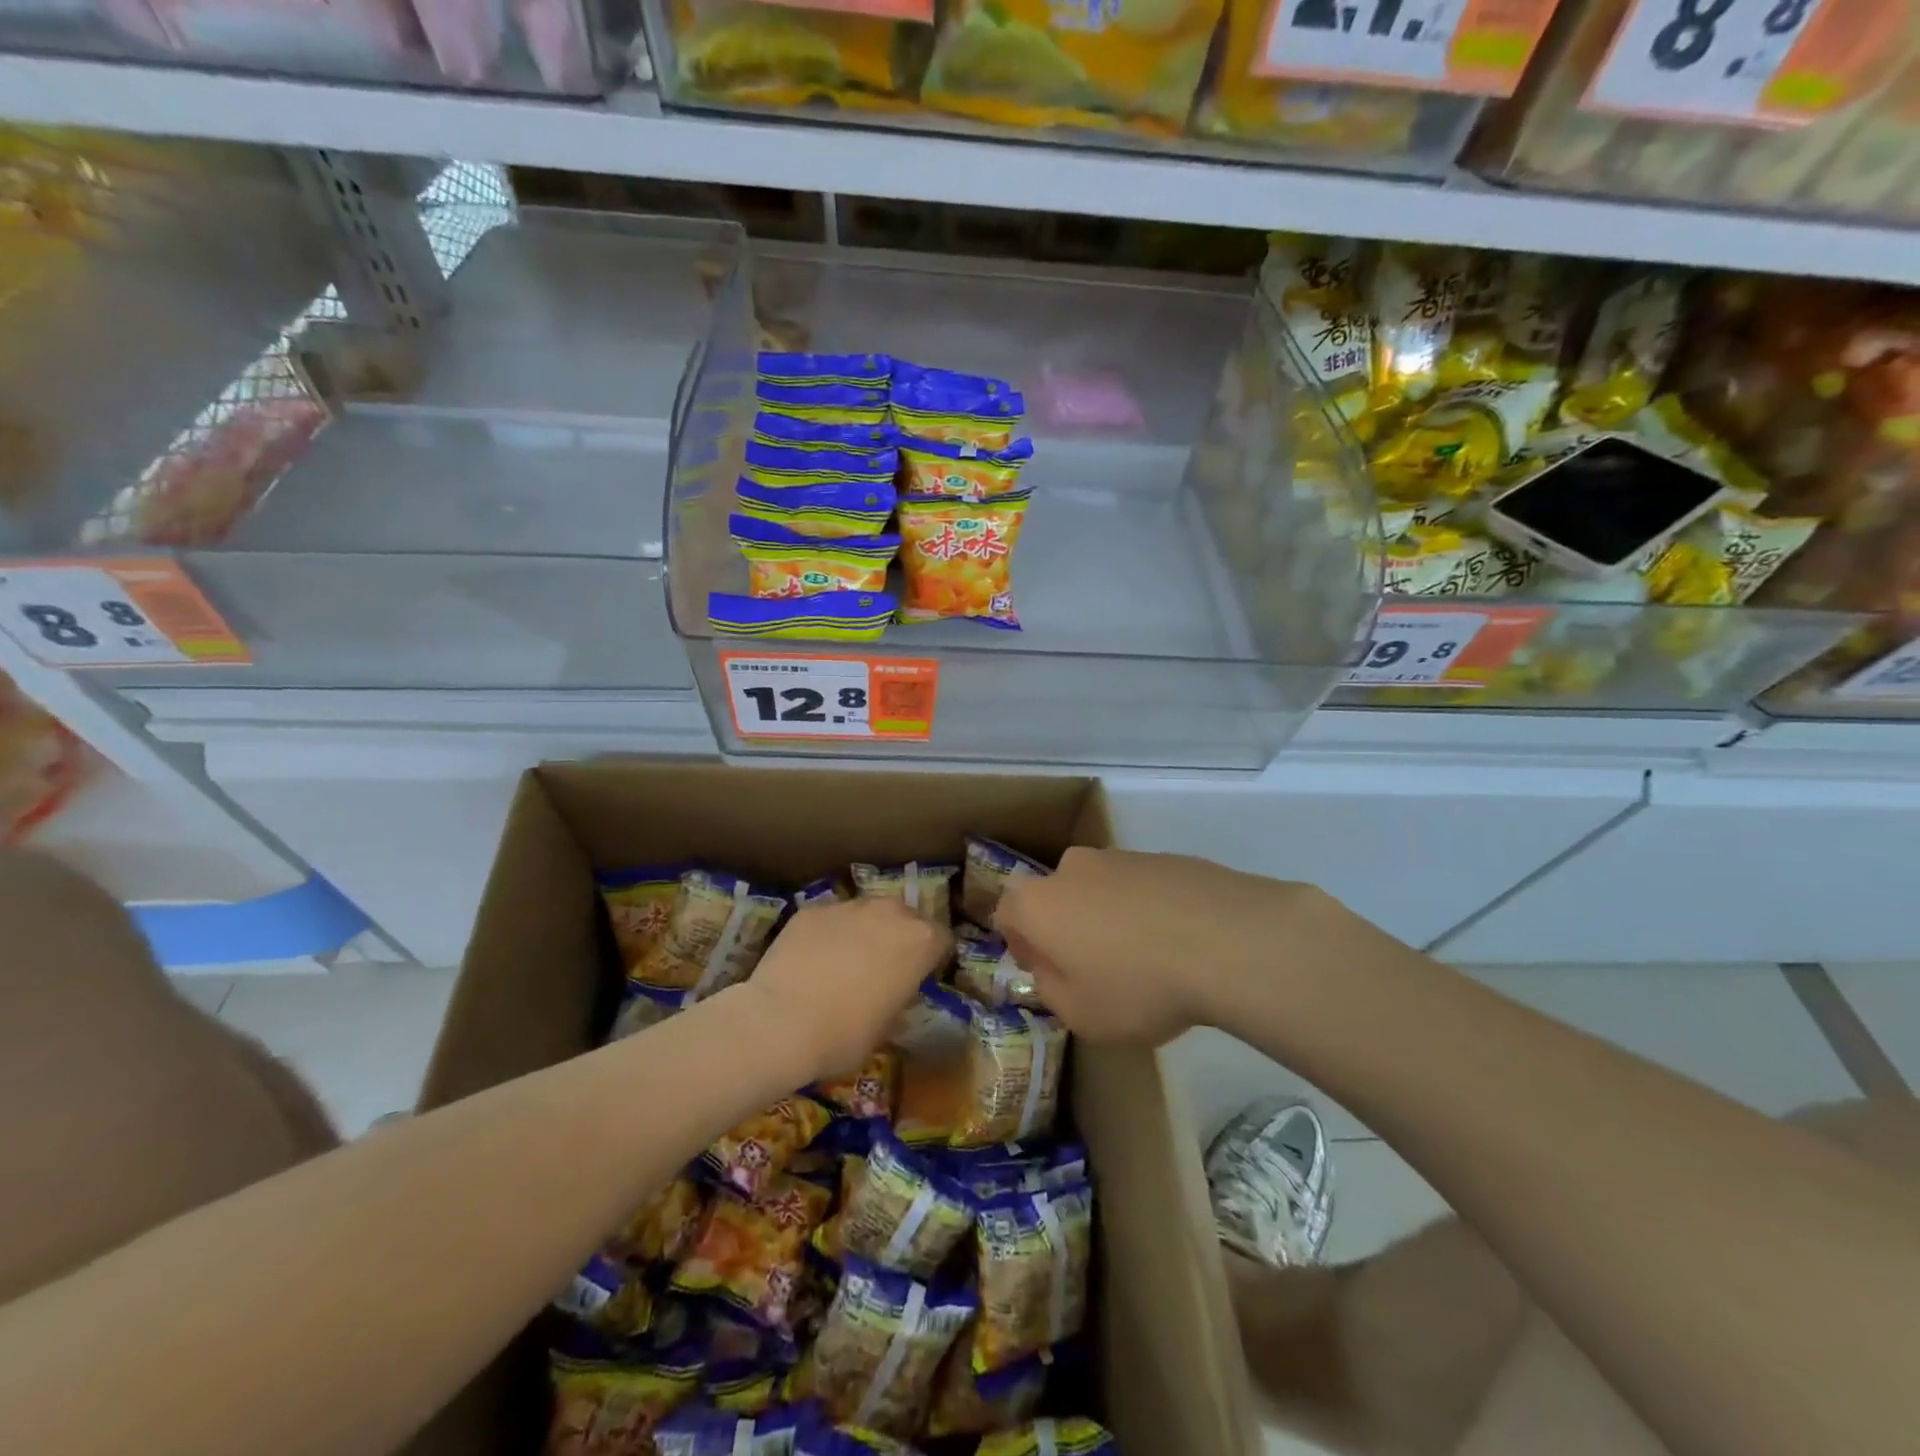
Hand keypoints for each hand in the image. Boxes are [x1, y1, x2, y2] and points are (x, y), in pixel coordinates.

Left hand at [739, 897, 950, 1081]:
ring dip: (862, 931)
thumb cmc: (845, 1035)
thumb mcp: (887, 1027)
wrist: (781, 1021)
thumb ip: (898, 998)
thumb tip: (892, 992)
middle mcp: (890, 911)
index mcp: (920, 940)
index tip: (918, 979)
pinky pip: (830, 919)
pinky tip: (810, 960)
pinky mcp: (813, 908)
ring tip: (842, 963)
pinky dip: (827, 934)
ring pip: (866, 913)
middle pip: (905, 917)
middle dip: (898, 938)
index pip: (941, 940)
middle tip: (881, 969)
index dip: (931, 960)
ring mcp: (849, 905)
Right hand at [994, 847, 1330, 1045]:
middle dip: (1065, 929)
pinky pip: (1139, 887)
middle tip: (1093, 968)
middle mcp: (1071, 868)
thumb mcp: (1080, 1015)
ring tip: (1143, 958)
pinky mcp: (1164, 857)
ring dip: (1107, 917)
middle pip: (1054, 897)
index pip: (1007, 914)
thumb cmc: (1138, 985)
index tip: (1047, 973)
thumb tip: (1050, 968)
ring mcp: (1120, 857)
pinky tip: (1177, 942)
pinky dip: (1146, 909)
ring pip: (1098, 890)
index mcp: (1038, 903)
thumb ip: (1050, 989)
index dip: (1021, 946)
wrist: (1227, 940)